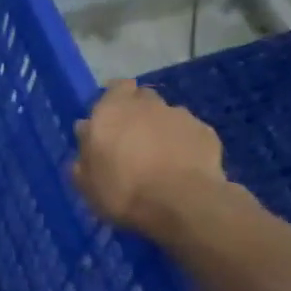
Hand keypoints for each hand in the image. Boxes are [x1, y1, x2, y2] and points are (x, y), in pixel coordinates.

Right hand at [69, 80, 227, 237]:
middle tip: (132, 139)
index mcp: (111, 111)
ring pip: (167, 115)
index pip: (116, 88)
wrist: (181, 203)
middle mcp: (147, 105)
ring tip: (159, 156)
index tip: (111, 119)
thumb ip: (84, 150)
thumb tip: (86, 131)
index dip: (115, 99)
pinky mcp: (206, 132)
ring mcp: (180, 116)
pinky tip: (181, 166)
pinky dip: (184, 143)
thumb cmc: (122, 190)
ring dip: (161, 128)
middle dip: (138, 112)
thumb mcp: (86, 180)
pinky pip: (189, 132)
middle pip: (142, 98)